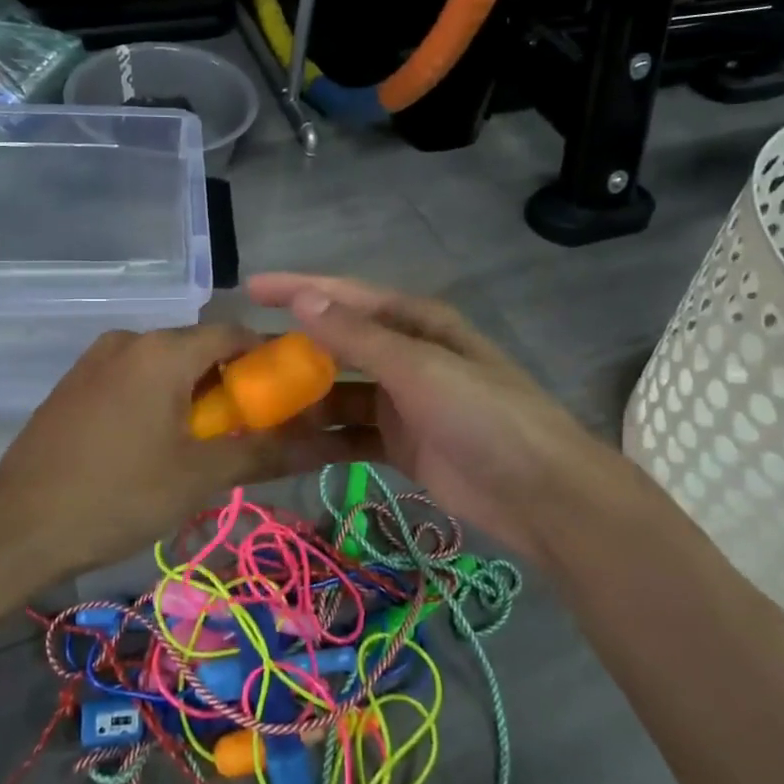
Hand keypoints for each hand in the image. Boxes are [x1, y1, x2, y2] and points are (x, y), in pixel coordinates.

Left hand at [0, 324, 379, 579]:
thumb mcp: (198, 477)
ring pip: (164, 365)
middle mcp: (128, 340)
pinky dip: (160, 399)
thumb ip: (263, 452)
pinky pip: (134, 378)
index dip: (268, 358)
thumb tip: (326, 444)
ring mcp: (95, 360)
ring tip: (207, 444)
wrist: (13, 528)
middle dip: (231, 382)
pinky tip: (159, 444)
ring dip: (194, 393)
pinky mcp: (75, 384)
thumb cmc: (116, 496)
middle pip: (198, 348)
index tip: (291, 394)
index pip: (233, 333)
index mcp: (161, 350)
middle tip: (251, 429)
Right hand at [246, 273, 609, 554]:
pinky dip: (322, 436)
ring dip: (304, 397)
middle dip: (294, 348)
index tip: (250, 288)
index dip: (298, 289)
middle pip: (339, 344)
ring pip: (340, 391)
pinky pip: (350, 432)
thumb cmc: (483, 415)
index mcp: (416, 322)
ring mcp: (402, 400)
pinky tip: (287, 443)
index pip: (345, 296)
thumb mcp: (419, 368)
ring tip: (254, 406)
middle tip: (242, 357)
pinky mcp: (400, 443)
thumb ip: (358, 337)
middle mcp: (406, 354)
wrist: (540, 494)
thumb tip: (303, 299)